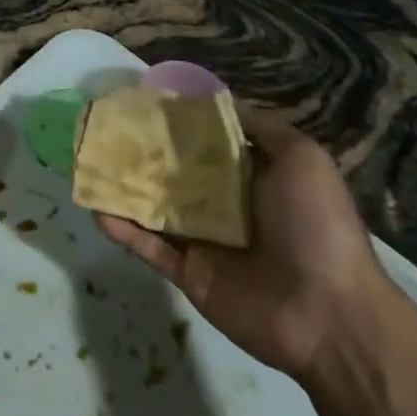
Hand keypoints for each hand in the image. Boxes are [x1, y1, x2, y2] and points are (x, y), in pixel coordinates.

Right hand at [95, 107, 392, 380]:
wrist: (331, 316)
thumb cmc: (317, 225)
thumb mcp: (302, 158)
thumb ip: (260, 126)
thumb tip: (217, 102)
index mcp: (249, 176)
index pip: (203, 141)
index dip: (173, 121)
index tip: (138, 99)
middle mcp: (222, 204)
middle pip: (171, 171)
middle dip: (138, 150)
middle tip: (100, 127)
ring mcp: (202, 240)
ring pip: (151, 206)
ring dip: (121, 186)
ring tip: (85, 162)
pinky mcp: (187, 272)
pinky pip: (148, 246)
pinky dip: (121, 228)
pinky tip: (94, 207)